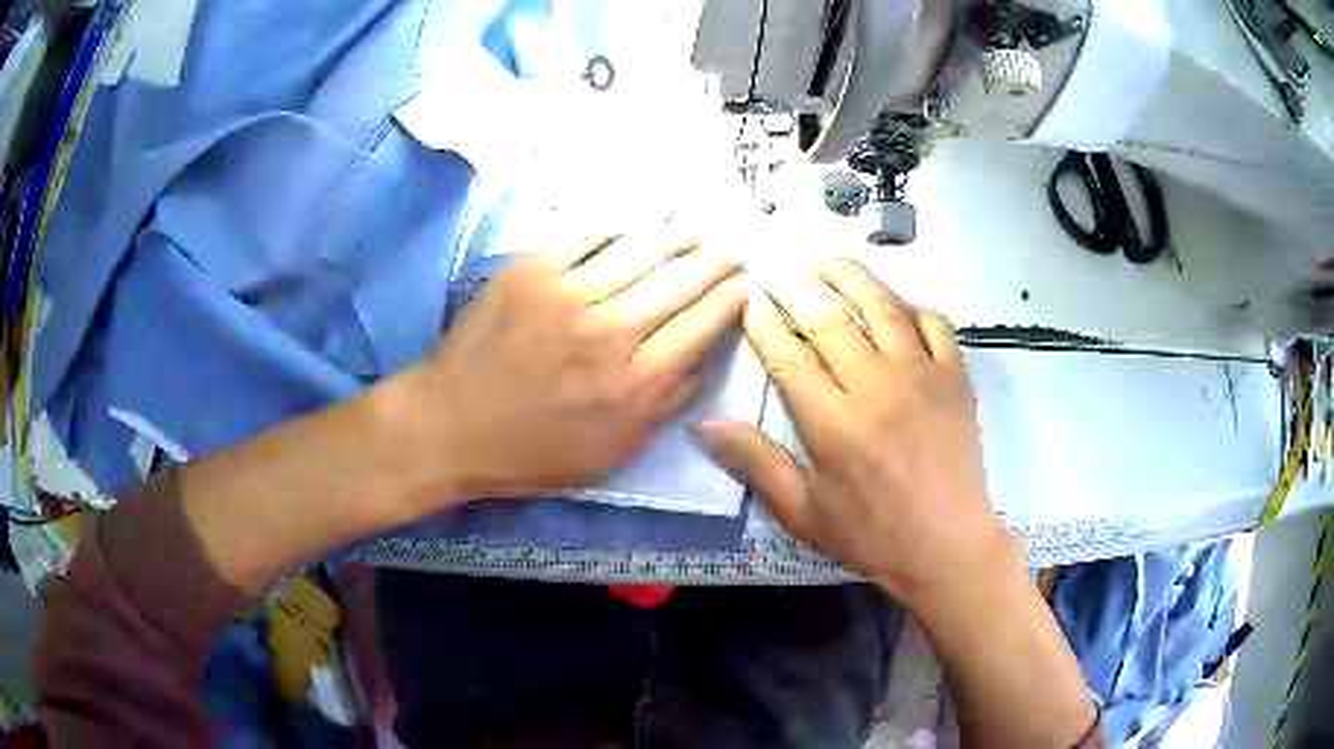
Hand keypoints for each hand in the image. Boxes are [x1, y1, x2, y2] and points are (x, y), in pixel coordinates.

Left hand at [402, 230, 746, 501]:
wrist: (449, 425)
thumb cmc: (529, 452)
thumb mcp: (610, 455)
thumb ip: (662, 409)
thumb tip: (701, 364)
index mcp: (633, 385)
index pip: (701, 326)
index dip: (730, 299)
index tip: (744, 286)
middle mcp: (610, 333)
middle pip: (682, 281)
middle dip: (718, 260)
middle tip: (734, 249)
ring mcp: (568, 294)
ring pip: (642, 249)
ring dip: (678, 235)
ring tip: (695, 229)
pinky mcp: (530, 270)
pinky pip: (586, 233)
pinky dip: (618, 222)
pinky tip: (636, 219)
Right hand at [694, 258, 1014, 603]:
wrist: (947, 545)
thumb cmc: (871, 534)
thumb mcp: (802, 511)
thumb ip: (755, 462)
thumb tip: (704, 424)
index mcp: (834, 422)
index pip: (788, 355)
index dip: (763, 323)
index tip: (749, 300)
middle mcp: (877, 385)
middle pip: (829, 319)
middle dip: (797, 290)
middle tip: (779, 274)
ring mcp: (922, 374)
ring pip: (881, 306)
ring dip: (850, 277)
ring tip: (827, 263)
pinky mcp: (956, 376)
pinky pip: (934, 323)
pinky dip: (912, 306)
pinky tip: (895, 306)